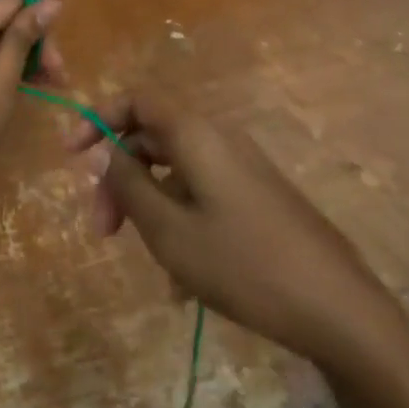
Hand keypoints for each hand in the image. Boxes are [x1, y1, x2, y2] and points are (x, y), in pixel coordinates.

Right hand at [65, 93, 387, 366]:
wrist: (337, 307)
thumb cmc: (244, 264)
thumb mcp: (169, 230)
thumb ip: (129, 185)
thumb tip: (106, 155)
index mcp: (197, 134)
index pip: (138, 100)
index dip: (98, 119)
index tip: (71, 156)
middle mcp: (220, 140)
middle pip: (152, 139)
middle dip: (119, 178)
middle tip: (102, 229)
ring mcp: (242, 170)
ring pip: (176, 172)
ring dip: (149, 208)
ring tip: (148, 264)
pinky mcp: (257, 198)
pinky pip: (203, 196)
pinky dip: (181, 224)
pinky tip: (184, 283)